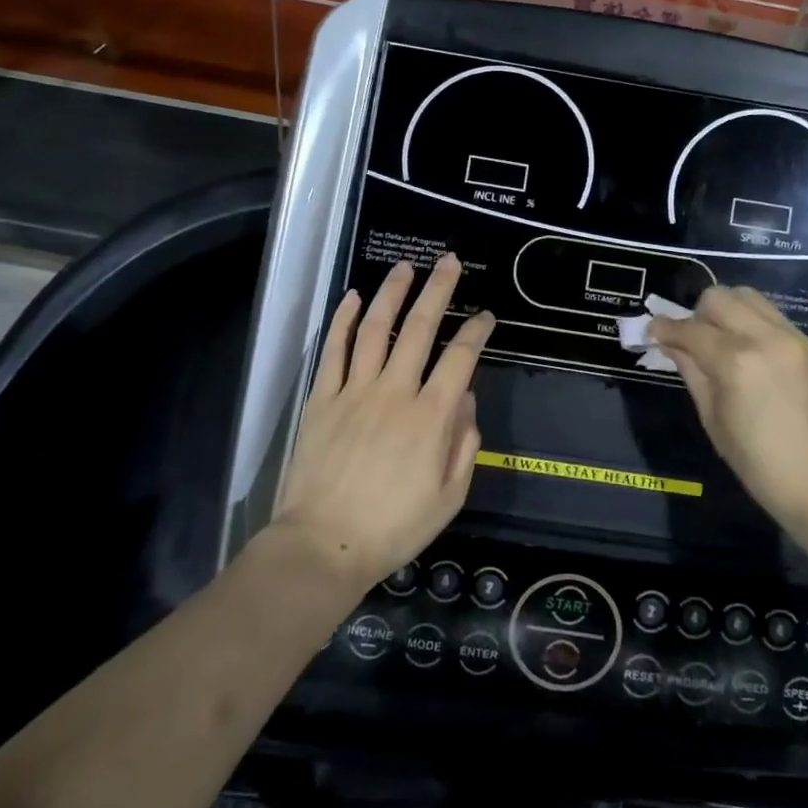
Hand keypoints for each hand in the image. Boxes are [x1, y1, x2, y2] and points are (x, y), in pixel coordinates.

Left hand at [275, 256, 495, 593]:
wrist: (324, 546)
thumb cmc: (394, 527)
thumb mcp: (449, 497)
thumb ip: (464, 445)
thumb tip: (466, 401)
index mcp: (430, 417)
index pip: (460, 358)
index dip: (476, 330)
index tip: (485, 315)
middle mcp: (394, 392)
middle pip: (419, 328)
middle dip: (438, 290)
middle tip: (449, 261)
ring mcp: (354, 391)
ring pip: (374, 328)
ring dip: (392, 294)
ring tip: (405, 267)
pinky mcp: (322, 399)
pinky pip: (333, 351)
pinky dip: (342, 320)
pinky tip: (352, 298)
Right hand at [650, 287, 807, 585]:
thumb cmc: (761, 465)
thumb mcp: (714, 421)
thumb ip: (692, 373)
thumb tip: (671, 344)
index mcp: (735, 361)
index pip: (690, 328)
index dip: (665, 327)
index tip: (651, 330)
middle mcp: (763, 337)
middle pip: (718, 298)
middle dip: (696, 314)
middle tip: (690, 340)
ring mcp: (790, 336)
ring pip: (746, 296)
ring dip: (725, 310)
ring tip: (719, 340)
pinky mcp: (807, 343)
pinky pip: (769, 313)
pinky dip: (749, 319)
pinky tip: (745, 348)